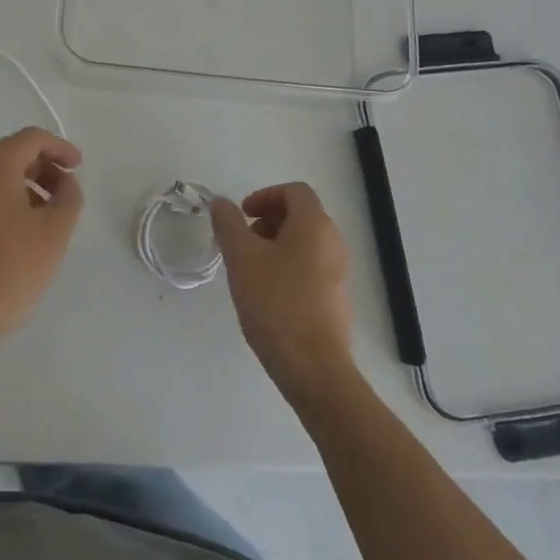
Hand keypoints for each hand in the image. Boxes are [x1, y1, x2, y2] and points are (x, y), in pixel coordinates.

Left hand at [0, 128, 82, 346]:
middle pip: (12, 152)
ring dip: (27, 182)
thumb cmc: (12, 267)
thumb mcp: (55, 231)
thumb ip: (69, 196)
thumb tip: (65, 181)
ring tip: (49, 211)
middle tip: (67, 189)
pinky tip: (22, 227)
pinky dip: (8, 197)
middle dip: (44, 165)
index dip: (60, 147)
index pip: (31, 138)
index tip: (79, 166)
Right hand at [211, 183, 355, 398]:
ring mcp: (338, 272)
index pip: (294, 191)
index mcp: (315, 225)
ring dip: (275, 244)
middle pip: (300, 215)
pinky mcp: (336, 299)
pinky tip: (266, 294)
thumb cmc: (276, 303)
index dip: (265, 195)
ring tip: (249, 269)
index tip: (242, 216)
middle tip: (242, 242)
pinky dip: (287, 266)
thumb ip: (228, 224)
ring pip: (304, 243)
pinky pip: (310, 267)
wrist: (313, 367)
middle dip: (267, 220)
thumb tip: (221, 202)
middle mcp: (333, 242)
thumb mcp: (242, 258)